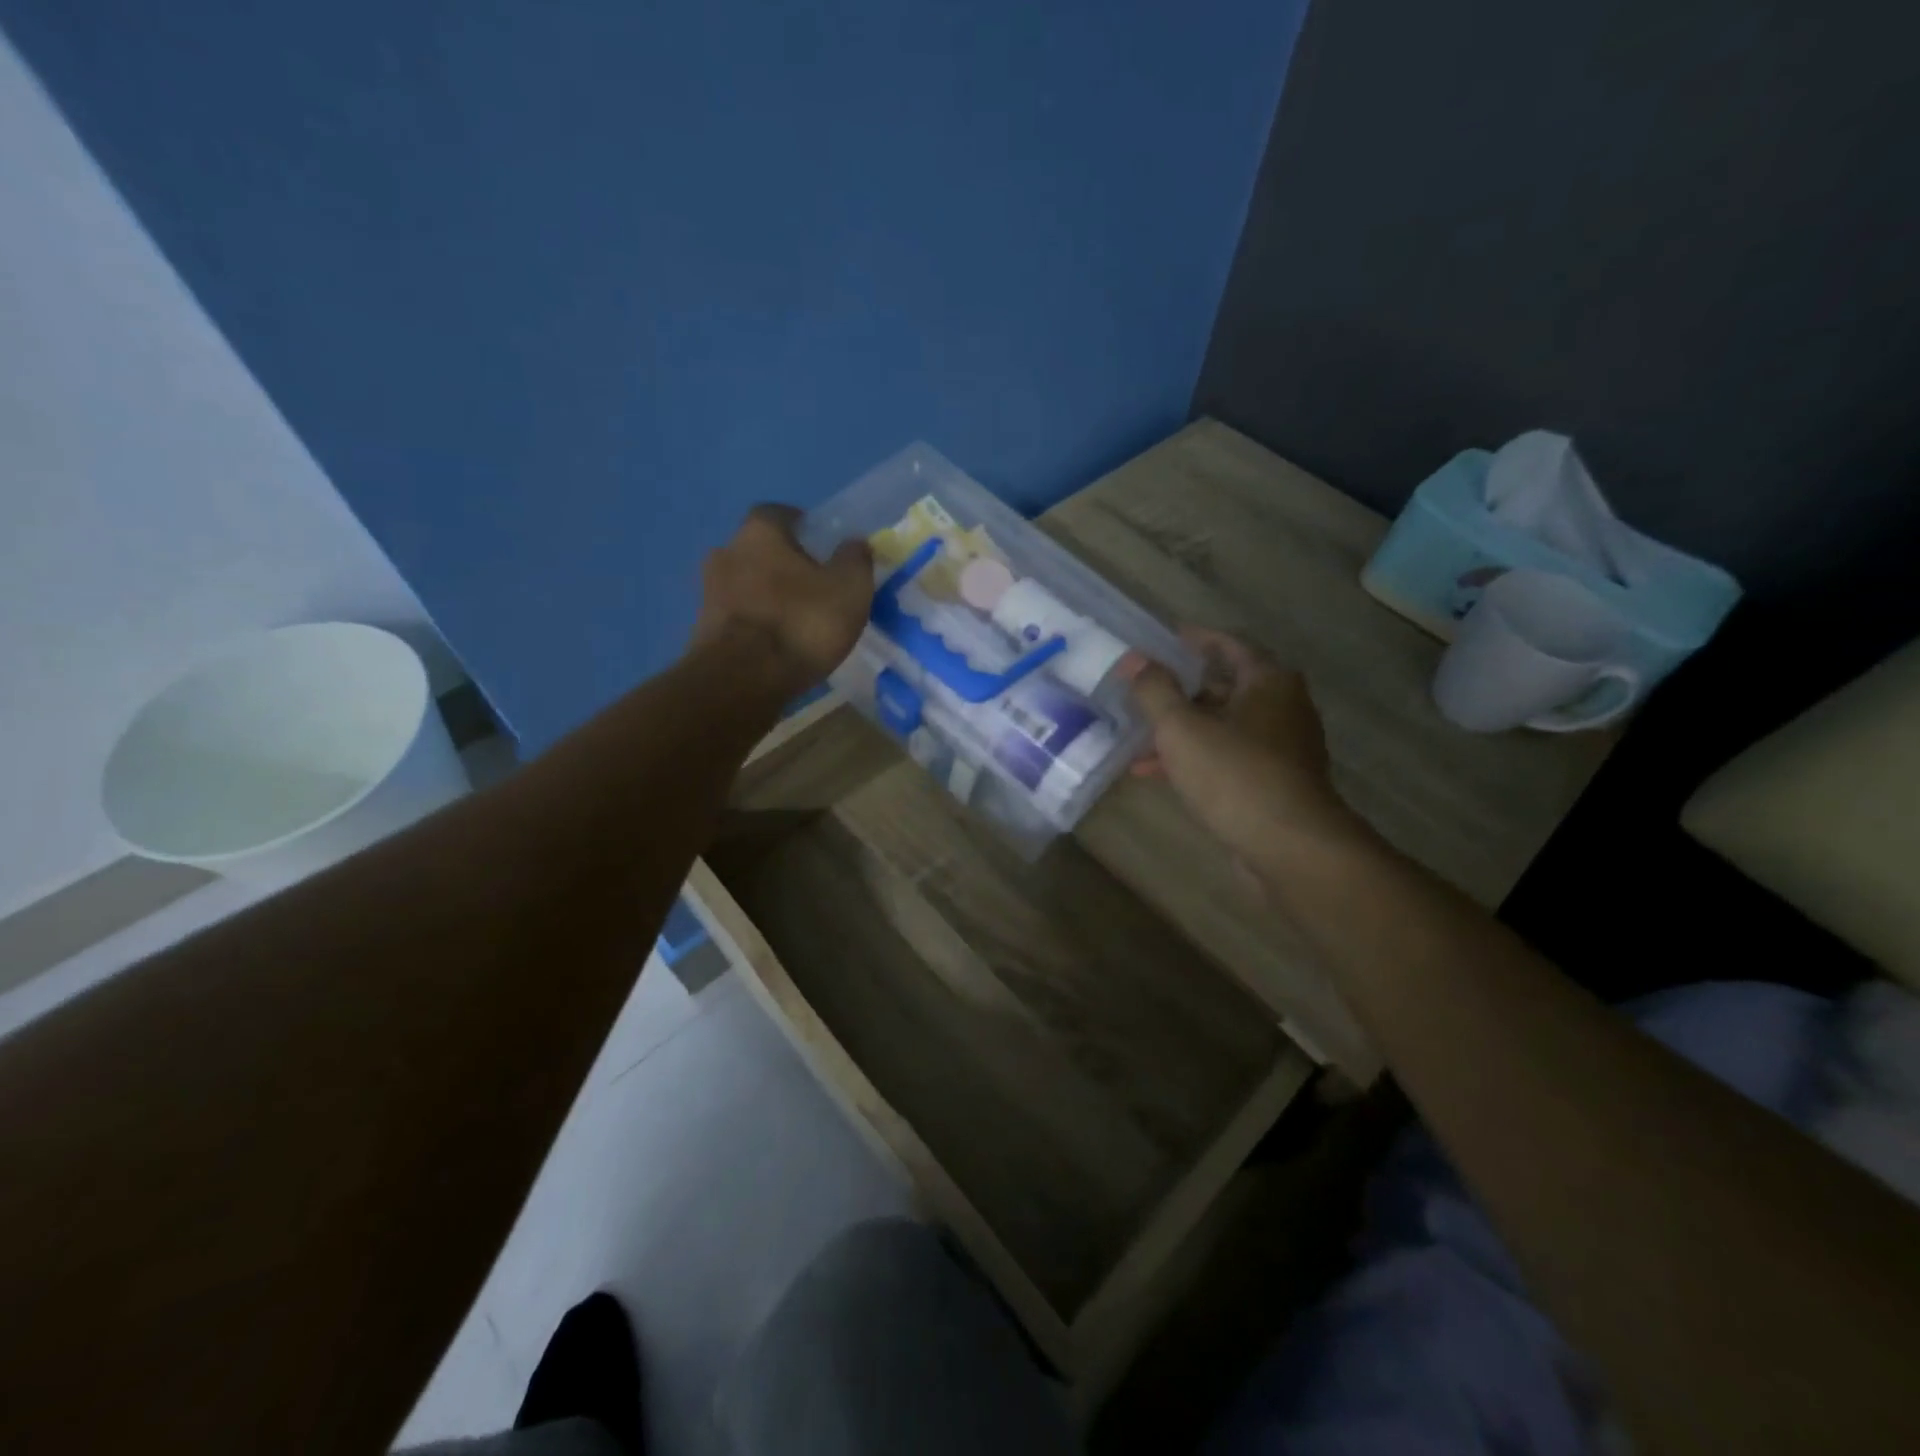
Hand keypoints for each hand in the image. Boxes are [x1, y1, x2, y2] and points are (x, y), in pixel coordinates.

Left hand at [691, 505, 873, 695]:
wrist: (742, 680)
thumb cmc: (801, 623)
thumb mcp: (849, 589)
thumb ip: (855, 560)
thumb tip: (854, 544)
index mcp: (759, 533)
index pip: (778, 513)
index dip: (801, 526)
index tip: (821, 546)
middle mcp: (726, 553)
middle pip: (758, 550)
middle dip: (782, 564)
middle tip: (812, 587)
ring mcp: (708, 593)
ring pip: (744, 584)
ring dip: (766, 596)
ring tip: (795, 621)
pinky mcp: (702, 630)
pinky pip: (736, 617)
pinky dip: (754, 624)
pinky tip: (775, 645)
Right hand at [1124, 628, 1359, 872]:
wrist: (1290, 847)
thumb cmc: (1235, 774)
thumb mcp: (1181, 728)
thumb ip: (1154, 690)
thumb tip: (1134, 661)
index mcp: (1268, 681)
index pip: (1228, 644)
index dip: (1192, 640)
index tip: (1161, 639)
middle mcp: (1283, 707)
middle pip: (1224, 686)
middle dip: (1180, 690)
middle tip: (1142, 688)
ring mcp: (1282, 748)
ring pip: (1222, 726)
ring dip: (1181, 730)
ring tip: (1137, 737)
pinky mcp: (1275, 783)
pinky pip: (1227, 758)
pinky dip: (1195, 758)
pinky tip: (1155, 773)